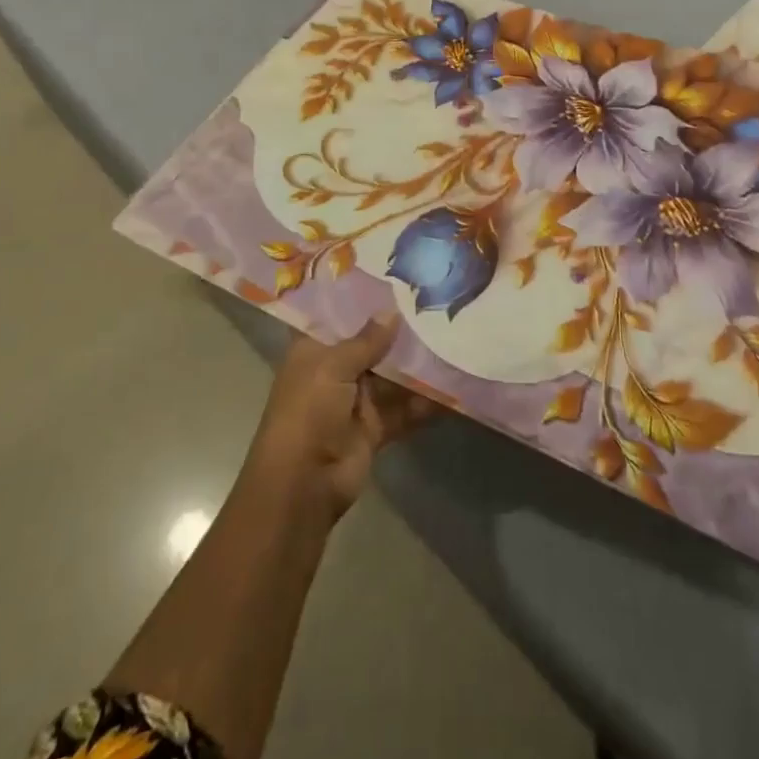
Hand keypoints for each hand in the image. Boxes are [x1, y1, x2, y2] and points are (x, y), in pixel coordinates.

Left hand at [245, 316, 436, 523]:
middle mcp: (333, 370)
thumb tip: (392, 311)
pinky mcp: (374, 428)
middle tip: (430, 297)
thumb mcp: (333, 367)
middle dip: (395, 327)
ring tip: (449, 333)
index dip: (356, 296)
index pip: (334, 315)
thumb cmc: (307, 413)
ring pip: (389, 375)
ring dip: (415, 363)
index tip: (387, 272)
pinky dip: (425, 402)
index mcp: (312, 350)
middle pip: (368, 343)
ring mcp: (355, 400)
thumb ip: (366, 340)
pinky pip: (403, 409)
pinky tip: (454, 386)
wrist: (304, 486)